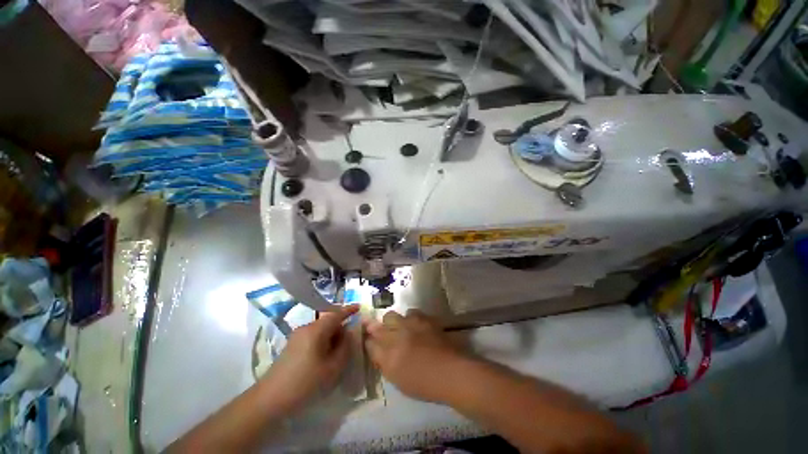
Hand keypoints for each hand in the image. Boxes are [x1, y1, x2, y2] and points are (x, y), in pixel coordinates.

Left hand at [263, 305, 358, 411]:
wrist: (269, 401)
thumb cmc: (305, 383)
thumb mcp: (332, 368)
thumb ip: (345, 347)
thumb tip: (348, 333)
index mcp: (316, 330)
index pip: (336, 314)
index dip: (349, 310)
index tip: (359, 307)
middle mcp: (306, 328)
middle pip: (328, 321)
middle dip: (341, 328)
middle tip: (351, 340)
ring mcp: (297, 337)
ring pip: (321, 330)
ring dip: (332, 337)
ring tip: (339, 352)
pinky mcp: (292, 346)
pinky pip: (313, 337)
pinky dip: (323, 342)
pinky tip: (325, 358)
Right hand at [364, 309, 467, 402]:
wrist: (450, 372)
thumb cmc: (424, 383)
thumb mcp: (399, 379)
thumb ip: (385, 363)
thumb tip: (377, 351)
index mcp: (389, 356)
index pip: (371, 344)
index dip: (368, 340)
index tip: (368, 339)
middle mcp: (396, 336)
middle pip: (378, 325)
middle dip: (378, 327)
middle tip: (383, 332)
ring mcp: (410, 325)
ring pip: (392, 315)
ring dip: (393, 321)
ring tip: (400, 328)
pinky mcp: (423, 319)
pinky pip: (411, 312)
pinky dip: (410, 318)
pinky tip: (415, 324)